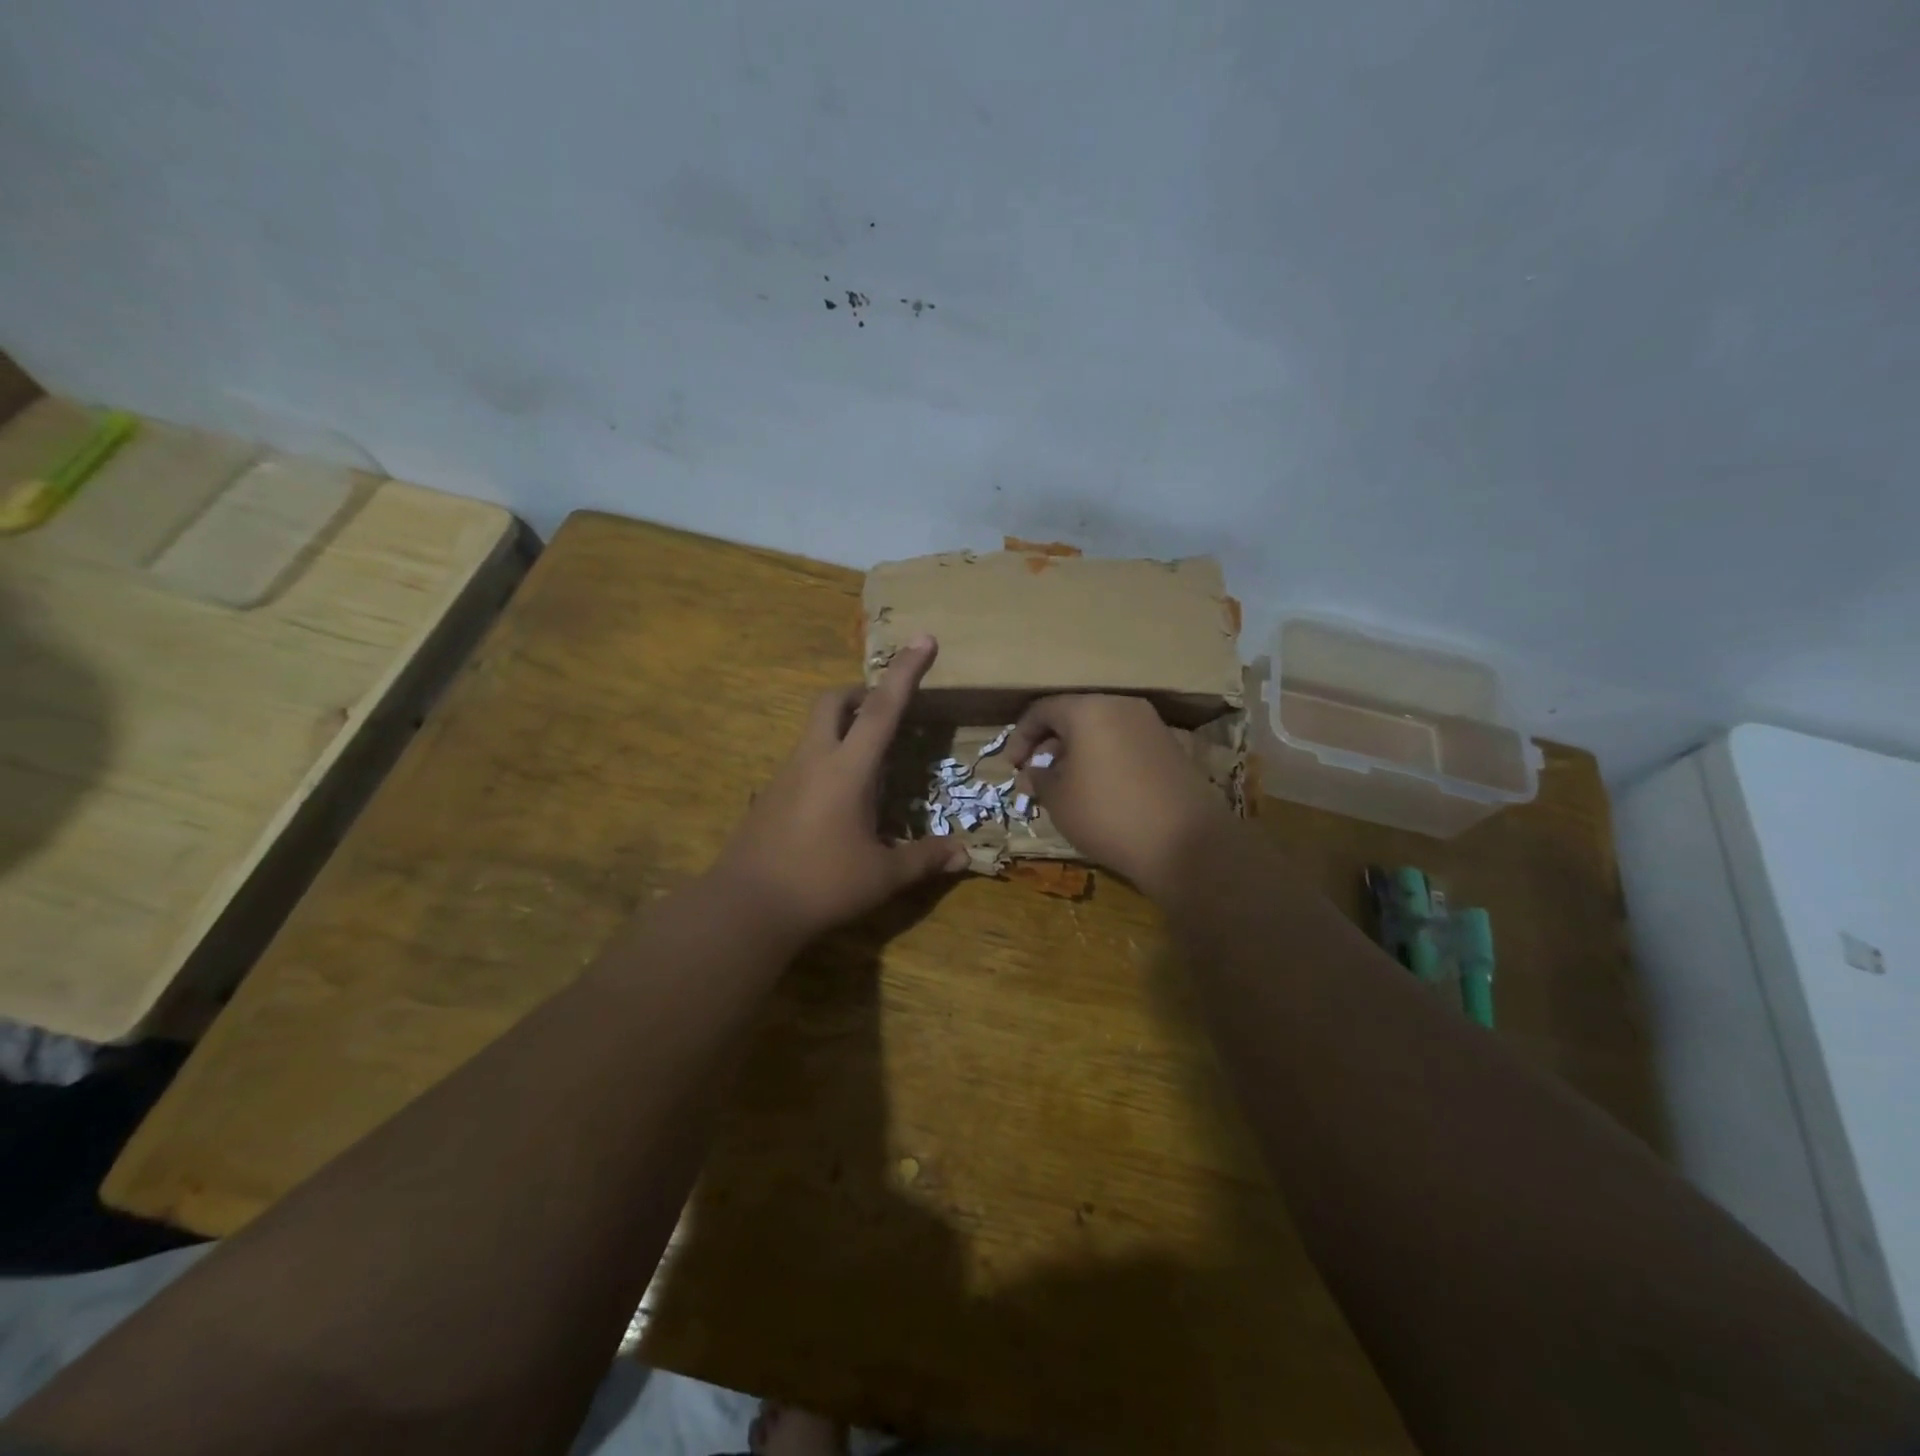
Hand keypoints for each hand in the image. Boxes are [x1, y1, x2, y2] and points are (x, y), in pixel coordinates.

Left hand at [711, 635, 967, 942]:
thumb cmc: (821, 885)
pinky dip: (826, 759)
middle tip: (885, 709)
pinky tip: (838, 799)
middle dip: (860, 692)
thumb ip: (924, 859)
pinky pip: (803, 760)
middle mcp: (814, 760)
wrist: (745, 908)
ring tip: (869, 761)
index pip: (883, 708)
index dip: (906, 671)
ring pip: (814, 729)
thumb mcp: (882, 876)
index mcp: (848, 769)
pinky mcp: (770, 796)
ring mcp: (786, 776)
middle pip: (833, 701)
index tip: (923, 639)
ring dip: (841, 727)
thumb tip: (964, 854)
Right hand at [1007, 694, 1231, 897]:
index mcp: (1089, 710)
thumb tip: (1034, 772)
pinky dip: (1104, 760)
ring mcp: (1151, 726)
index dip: (1020, 736)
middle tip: (1036, 778)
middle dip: (1049, 746)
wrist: (1184, 842)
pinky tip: (1099, 792)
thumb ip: (1039, 778)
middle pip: (1074, 716)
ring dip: (1076, 754)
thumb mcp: (1058, 800)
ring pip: (1101, 730)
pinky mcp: (1171, 748)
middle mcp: (1122, 706)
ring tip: (1065, 788)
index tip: (1012, 766)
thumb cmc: (1107, 814)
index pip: (1043, 710)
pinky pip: (1124, 744)